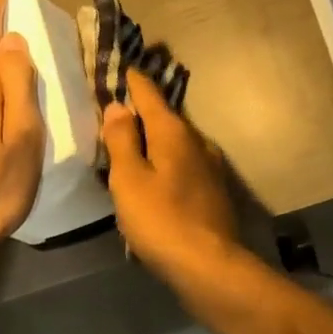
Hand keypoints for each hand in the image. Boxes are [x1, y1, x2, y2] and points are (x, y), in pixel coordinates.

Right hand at [99, 70, 243, 294]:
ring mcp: (210, 165)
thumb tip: (119, 106)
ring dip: (155, 138)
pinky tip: (156, 175)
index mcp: (173, 132)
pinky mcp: (214, 189)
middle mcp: (196, 141)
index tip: (122, 67)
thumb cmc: (162, 220)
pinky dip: (166, 160)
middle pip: (165, 116)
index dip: (133, 81)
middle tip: (118, 107)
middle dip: (143, 110)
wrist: (210, 266)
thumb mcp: (129, 179)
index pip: (150, 94)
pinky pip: (184, 163)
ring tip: (132, 142)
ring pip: (176, 141)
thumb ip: (122, 141)